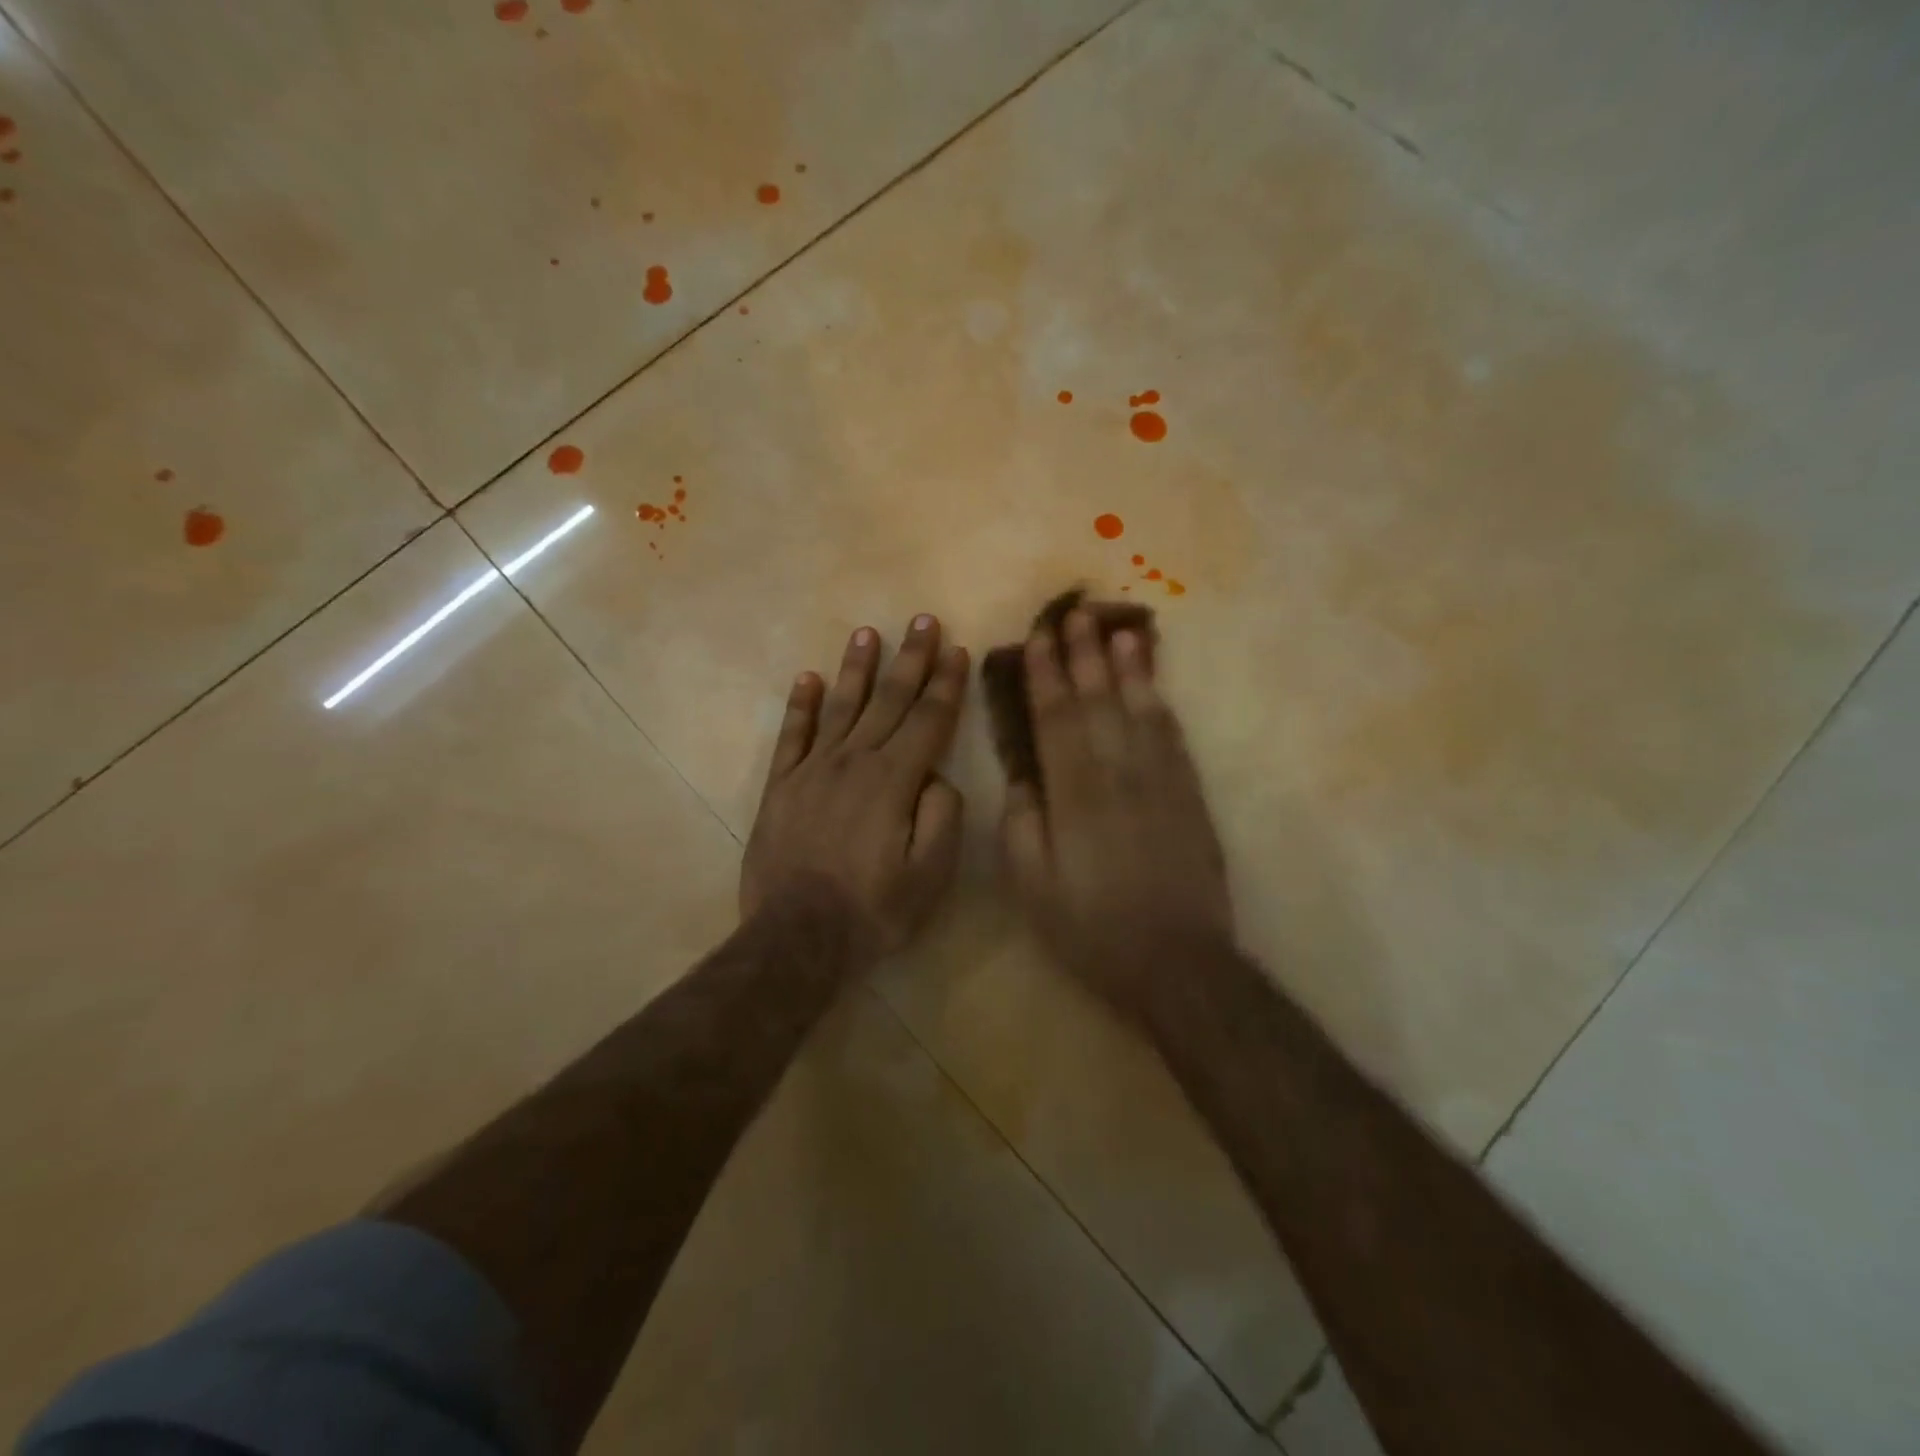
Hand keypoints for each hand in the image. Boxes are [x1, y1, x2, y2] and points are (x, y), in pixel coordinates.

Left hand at [742, 615, 968, 959]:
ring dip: (857, 668)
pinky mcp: (781, 786)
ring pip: (841, 706)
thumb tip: (937, 778)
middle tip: (922, 620)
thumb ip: (942, 818)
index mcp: (894, 781)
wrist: (796, 937)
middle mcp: (854, 762)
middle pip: (888, 701)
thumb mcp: (929, 875)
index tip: (958, 650)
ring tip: (868, 632)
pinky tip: (808, 678)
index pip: (928, 720)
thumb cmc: (873, 910)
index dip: (946, 684)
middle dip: (910, 659)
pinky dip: (800, 705)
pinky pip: (792, 735)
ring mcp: (812, 770)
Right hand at [1001, 608, 1233, 1015]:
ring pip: (1141, 708)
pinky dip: (1160, 702)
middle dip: (1085, 653)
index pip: (1056, 717)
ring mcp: (1161, 780)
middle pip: (1099, 700)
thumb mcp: (1032, 885)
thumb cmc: (1091, 927)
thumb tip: (1024, 776)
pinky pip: (1173, 736)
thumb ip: (1021, 823)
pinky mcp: (1189, 794)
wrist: (1176, 961)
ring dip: (1129, 666)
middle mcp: (1119, 772)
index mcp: (1074, 793)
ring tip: (1121, 628)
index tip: (1039, 638)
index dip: (1046, 674)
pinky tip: (1153, 684)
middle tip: (1076, 612)